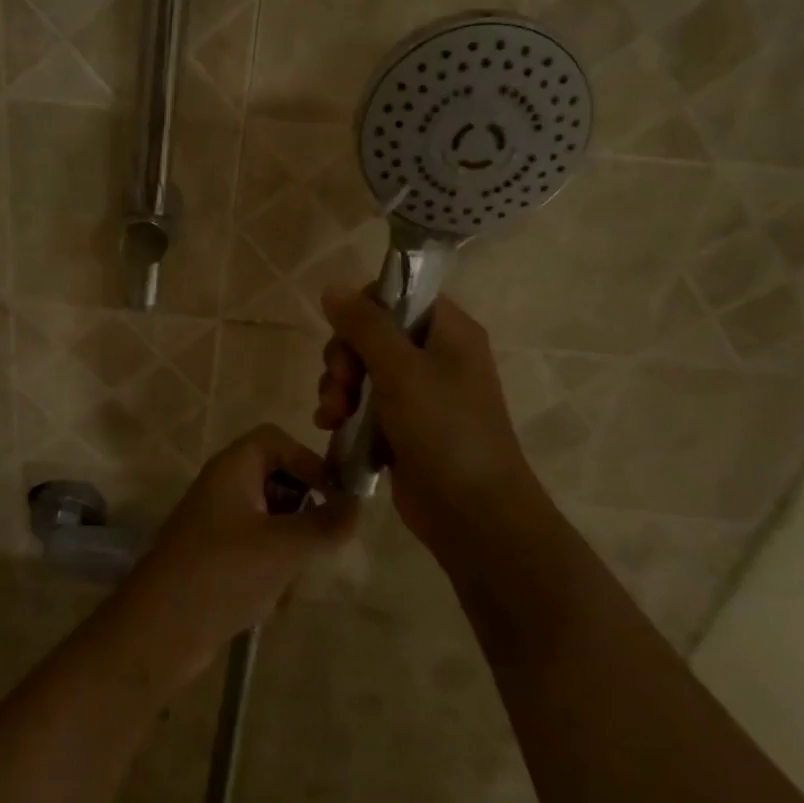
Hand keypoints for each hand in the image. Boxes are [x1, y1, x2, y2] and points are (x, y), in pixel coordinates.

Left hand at [125, 426, 358, 677]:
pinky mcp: (213, 558)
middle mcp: (222, 488)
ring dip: (289, 547)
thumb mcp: (284, 547)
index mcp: (232, 469)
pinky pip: (254, 550)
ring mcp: (215, 524)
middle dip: (302, 512)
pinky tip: (272, 602)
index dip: (307, 459)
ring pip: (269, 519)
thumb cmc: (222, 573)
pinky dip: (269, 570)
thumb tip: (357, 505)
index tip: (333, 494)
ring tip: (291, 579)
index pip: (275, 439)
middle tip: (319, 541)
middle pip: (275, 479)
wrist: (159, 631)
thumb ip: (326, 524)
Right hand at [313, 285, 545, 552]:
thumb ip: (365, 326)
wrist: (473, 514)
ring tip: (333, 415)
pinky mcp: (401, 426)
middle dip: (344, 357)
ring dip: (338, 387)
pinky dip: (343, 411)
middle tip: (342, 383)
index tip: (347, 334)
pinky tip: (329, 427)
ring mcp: (418, 393)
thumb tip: (332, 288)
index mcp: (448, 331)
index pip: (398, 294)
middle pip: (371, 333)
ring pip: (361, 369)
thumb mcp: (402, 371)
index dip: (365, 309)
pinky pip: (362, 403)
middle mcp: (434, 356)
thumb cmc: (445, 431)